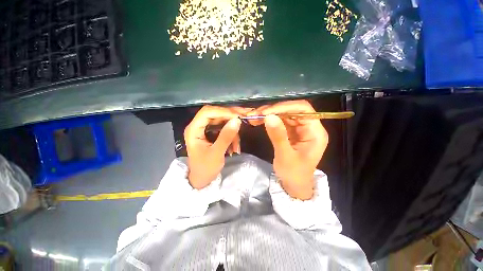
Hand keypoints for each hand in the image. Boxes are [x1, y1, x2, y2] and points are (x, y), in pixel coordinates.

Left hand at [184, 105, 249, 188]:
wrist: (201, 180)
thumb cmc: (205, 169)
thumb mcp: (217, 153)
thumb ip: (226, 136)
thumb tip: (237, 120)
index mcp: (193, 130)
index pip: (207, 113)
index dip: (222, 111)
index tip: (237, 116)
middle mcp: (198, 126)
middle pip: (215, 114)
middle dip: (230, 118)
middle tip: (243, 119)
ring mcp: (204, 130)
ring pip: (221, 122)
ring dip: (232, 131)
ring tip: (237, 145)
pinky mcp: (211, 134)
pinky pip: (223, 129)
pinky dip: (231, 136)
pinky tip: (234, 147)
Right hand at [249, 100, 328, 199]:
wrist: (294, 185)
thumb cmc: (294, 174)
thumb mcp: (285, 157)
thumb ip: (278, 136)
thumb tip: (269, 117)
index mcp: (315, 132)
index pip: (303, 110)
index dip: (285, 107)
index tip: (266, 112)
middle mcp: (309, 127)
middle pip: (292, 110)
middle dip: (273, 110)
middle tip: (256, 113)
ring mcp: (299, 129)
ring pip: (284, 114)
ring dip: (269, 114)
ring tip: (254, 116)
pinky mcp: (291, 132)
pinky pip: (280, 121)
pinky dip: (269, 119)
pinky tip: (258, 121)